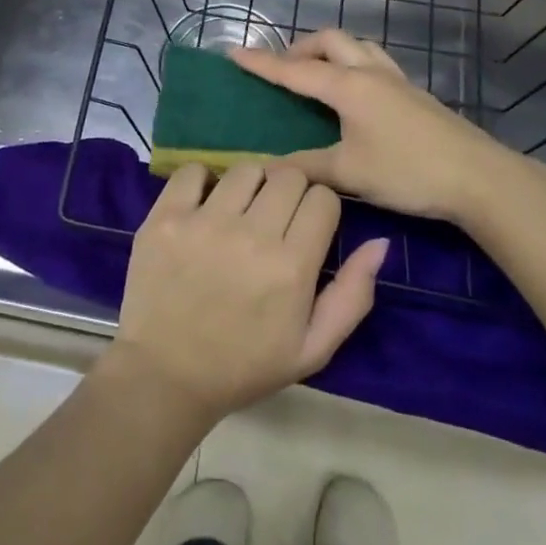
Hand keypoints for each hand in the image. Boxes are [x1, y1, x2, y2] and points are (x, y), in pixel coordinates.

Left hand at [107, 162, 388, 427]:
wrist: (166, 375)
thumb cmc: (244, 365)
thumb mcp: (312, 348)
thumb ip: (352, 295)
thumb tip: (380, 242)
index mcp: (291, 267)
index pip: (323, 198)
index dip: (319, 210)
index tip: (305, 228)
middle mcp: (251, 235)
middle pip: (289, 175)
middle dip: (289, 192)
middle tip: (273, 219)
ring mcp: (204, 222)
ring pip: (246, 168)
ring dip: (250, 186)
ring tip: (238, 213)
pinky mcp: (166, 217)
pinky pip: (193, 170)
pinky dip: (202, 181)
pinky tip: (203, 205)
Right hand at [232, 29, 545, 225]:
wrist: (478, 178)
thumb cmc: (408, 171)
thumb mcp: (350, 173)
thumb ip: (306, 166)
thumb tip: (269, 168)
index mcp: (348, 86)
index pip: (294, 70)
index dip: (262, 62)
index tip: (233, 52)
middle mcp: (370, 72)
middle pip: (329, 40)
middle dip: (300, 47)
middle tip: (283, 69)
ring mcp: (396, 79)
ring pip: (357, 45)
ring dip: (331, 50)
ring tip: (317, 74)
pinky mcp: (414, 92)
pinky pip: (375, 61)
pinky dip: (353, 63)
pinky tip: (356, 93)